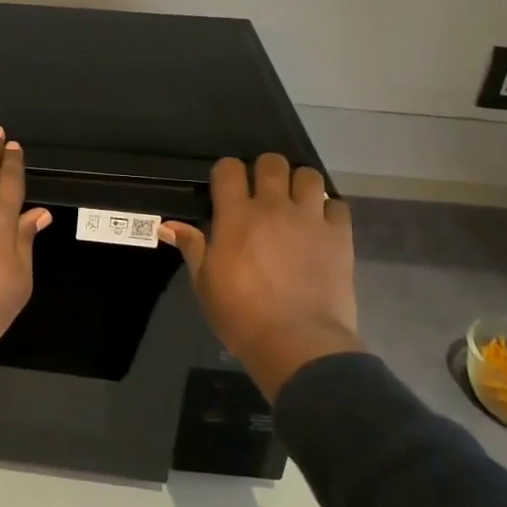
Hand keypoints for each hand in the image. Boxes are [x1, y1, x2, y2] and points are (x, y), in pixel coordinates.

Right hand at [160, 154, 361, 402]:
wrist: (298, 344)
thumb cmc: (241, 315)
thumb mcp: (206, 283)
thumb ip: (192, 247)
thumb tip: (167, 225)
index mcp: (236, 216)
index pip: (229, 168)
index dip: (226, 173)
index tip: (226, 190)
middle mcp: (273, 207)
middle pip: (272, 162)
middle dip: (265, 172)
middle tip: (262, 195)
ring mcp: (310, 219)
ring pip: (308, 176)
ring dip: (299, 185)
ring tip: (295, 205)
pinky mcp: (339, 236)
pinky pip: (338, 205)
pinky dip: (329, 211)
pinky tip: (321, 227)